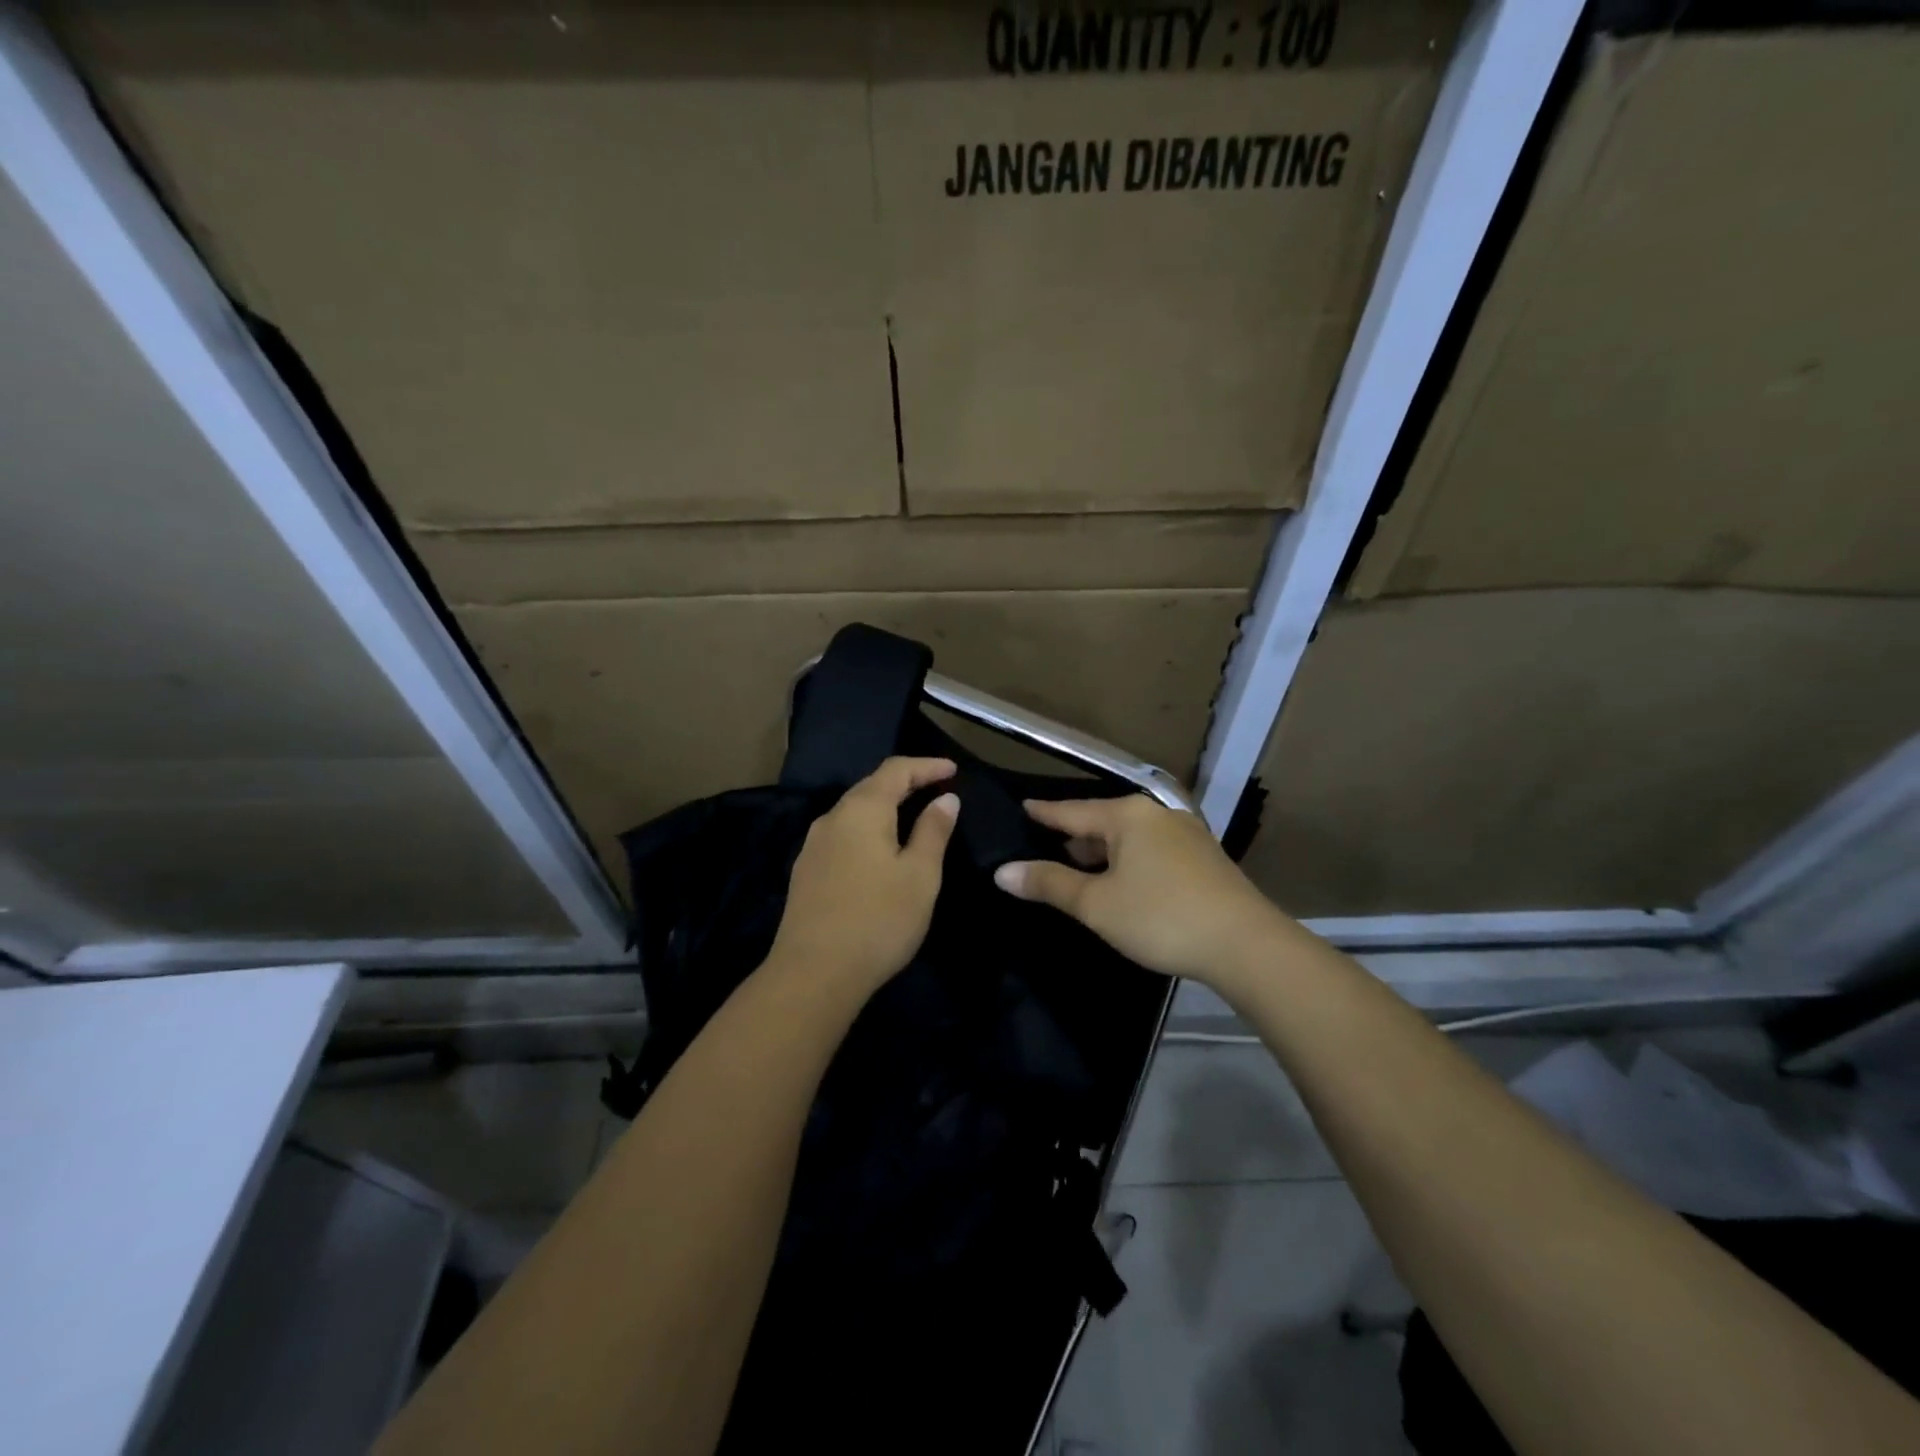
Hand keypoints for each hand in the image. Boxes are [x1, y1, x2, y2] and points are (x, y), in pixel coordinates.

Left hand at [767, 757, 959, 998]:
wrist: (813, 974)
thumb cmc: (878, 920)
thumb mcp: (920, 875)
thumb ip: (933, 831)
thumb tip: (945, 799)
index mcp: (862, 810)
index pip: (896, 770)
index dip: (926, 766)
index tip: (953, 769)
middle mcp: (832, 817)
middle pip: (871, 786)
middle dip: (906, 783)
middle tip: (936, 789)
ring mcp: (813, 845)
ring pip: (854, 812)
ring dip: (885, 807)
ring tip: (912, 817)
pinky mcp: (806, 871)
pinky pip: (843, 835)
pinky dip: (868, 830)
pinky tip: (879, 850)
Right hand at [993, 795, 1287, 987]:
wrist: (1245, 944)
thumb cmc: (1161, 917)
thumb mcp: (1097, 904)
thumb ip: (1049, 884)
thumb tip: (1002, 871)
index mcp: (1127, 816)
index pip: (1071, 811)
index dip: (1044, 813)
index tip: (1023, 806)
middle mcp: (1157, 815)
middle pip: (1102, 822)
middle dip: (1074, 836)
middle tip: (1044, 846)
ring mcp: (1185, 834)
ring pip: (1129, 838)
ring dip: (1102, 852)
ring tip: (1078, 867)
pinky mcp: (1203, 858)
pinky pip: (1151, 851)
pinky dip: (1128, 861)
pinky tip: (1122, 882)